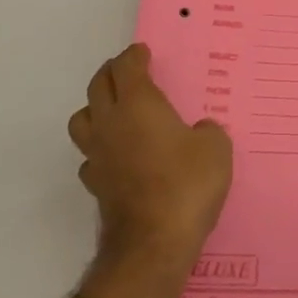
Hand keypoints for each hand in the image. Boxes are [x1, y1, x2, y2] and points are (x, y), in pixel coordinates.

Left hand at [68, 44, 232, 270]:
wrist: (153, 245)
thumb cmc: (187, 185)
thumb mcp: (216, 148)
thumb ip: (207, 131)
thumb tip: (199, 132)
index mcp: (138, 104)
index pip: (126, 67)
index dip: (134, 55)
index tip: (144, 52)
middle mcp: (110, 123)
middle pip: (98, 85)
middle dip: (112, 73)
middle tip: (129, 72)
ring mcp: (97, 155)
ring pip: (82, 118)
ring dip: (96, 108)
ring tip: (116, 111)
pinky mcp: (95, 185)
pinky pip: (89, 155)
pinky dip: (100, 147)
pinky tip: (118, 155)